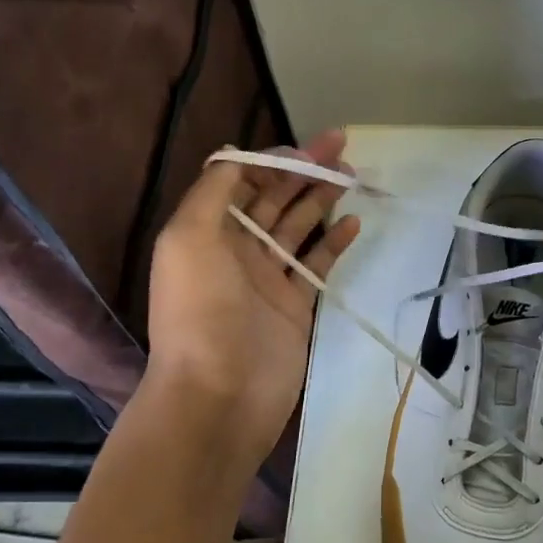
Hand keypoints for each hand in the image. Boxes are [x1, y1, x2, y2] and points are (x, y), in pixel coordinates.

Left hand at [146, 131, 361, 469]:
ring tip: (351, 176)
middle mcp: (235, 250)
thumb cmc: (200, 312)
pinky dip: (334, 242)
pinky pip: (316, 265)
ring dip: (321, 199)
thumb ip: (213, 191)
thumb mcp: (189, 239)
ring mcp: (267, 279)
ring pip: (298, 226)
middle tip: (342, 147)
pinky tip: (353, 223)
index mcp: (206, 232)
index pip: (241, 182)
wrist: (220, 394)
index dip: (272, 161)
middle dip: (304, 171)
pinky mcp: (295, 305)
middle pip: (273, 199)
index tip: (306, 150)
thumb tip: (238, 154)